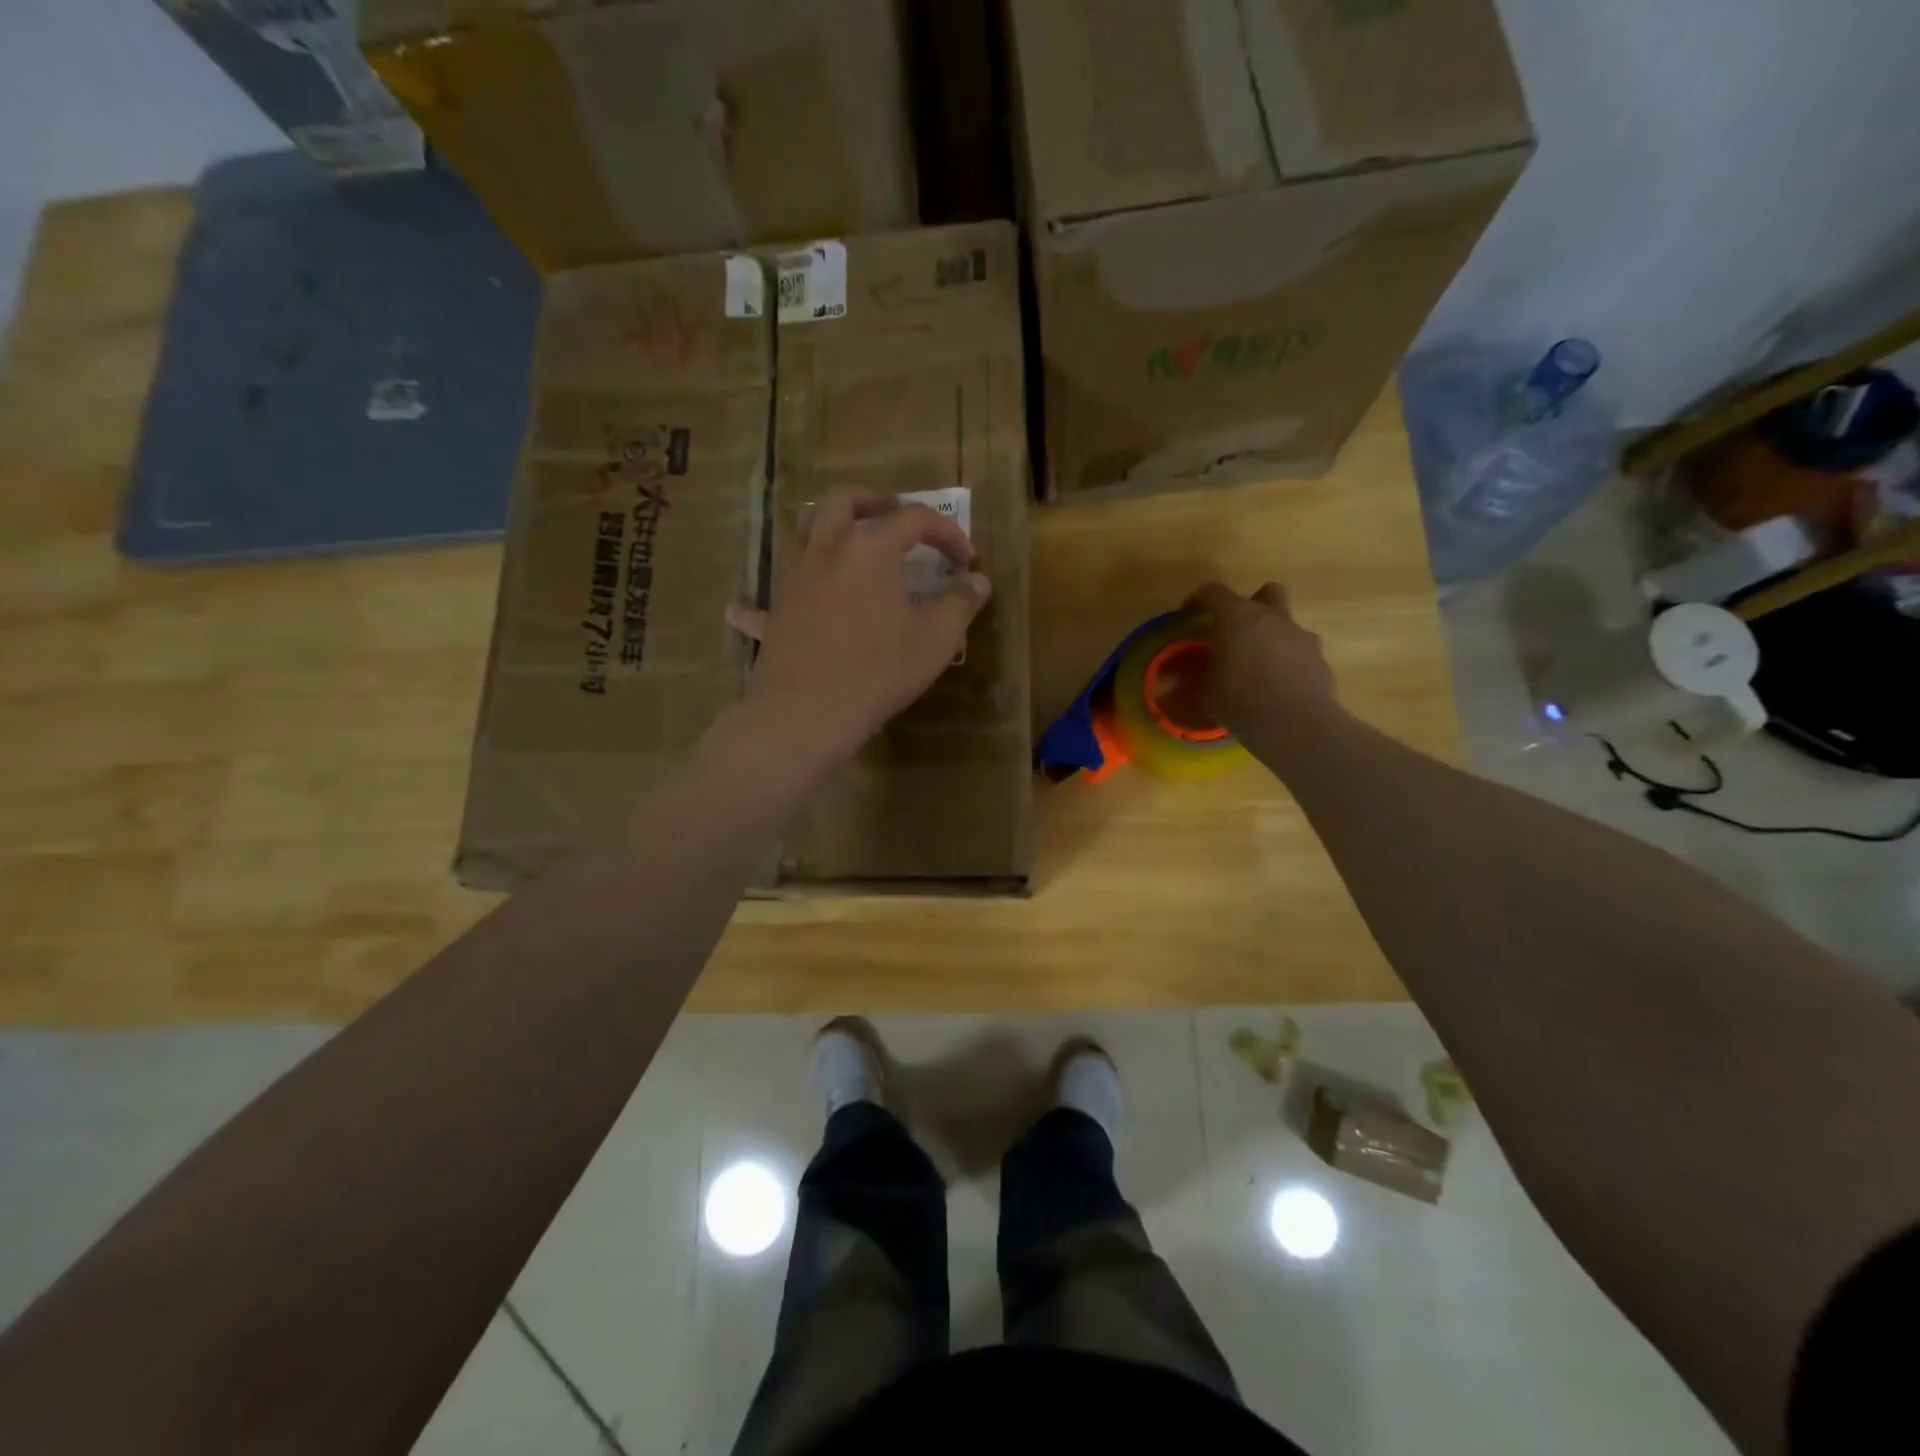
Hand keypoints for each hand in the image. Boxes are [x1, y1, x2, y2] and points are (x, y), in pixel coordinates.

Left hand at [725, 488, 991, 763]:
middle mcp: (827, 550)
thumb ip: (960, 603)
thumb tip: (977, 581)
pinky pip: (762, 599)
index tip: (964, 561)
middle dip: (873, 501)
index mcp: (870, 549)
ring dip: (826, 527)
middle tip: (893, 514)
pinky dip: (760, 599)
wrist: (808, 713)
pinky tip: (746, 610)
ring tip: (847, 544)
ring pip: (802, 532)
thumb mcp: (934, 639)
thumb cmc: (879, 672)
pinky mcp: (774, 613)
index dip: (946, 533)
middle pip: (843, 501)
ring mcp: (794, 579)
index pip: (915, 520)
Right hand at [1185, 581, 1338, 742]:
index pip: (1213, 592)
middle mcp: (1273, 618)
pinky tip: (1277, 686)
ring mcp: (1302, 637)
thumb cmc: (1240, 701)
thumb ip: (1191, 680)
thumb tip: (1173, 679)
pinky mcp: (1320, 660)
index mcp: (1238, 617)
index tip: (1188, 615)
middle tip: (1237, 629)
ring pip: (1286, 624)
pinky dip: (1288, 662)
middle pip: (1267, 593)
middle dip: (1253, 604)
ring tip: (1257, 665)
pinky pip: (1300, 652)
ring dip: (1272, 637)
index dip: (1197, 600)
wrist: (1296, 726)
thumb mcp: (1203, 693)